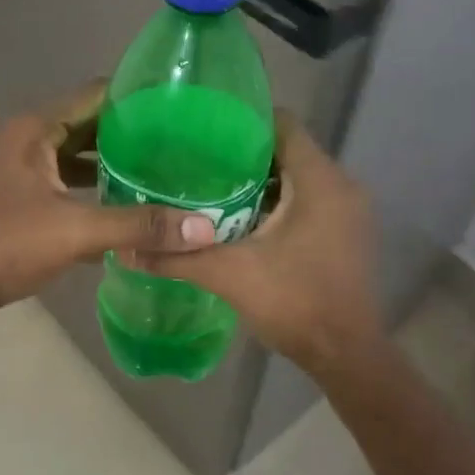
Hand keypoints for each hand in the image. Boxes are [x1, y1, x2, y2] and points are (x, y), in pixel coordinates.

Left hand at [0, 81, 215, 323]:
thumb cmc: (10, 245)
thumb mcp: (79, 231)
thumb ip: (140, 226)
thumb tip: (204, 228)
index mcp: (33, 130)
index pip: (92, 95)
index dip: (133, 99)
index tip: (175, 109)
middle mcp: (22, 140)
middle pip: (84, 125)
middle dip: (126, 134)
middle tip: (175, 145)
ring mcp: (15, 170)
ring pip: (71, 156)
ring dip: (107, 164)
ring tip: (156, 172)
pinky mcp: (15, 197)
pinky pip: (60, 181)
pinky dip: (88, 188)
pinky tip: (121, 205)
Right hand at [130, 113, 383, 374]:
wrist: (345, 355)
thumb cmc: (294, 302)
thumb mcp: (228, 275)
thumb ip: (177, 258)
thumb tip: (125, 250)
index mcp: (319, 181)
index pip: (284, 124)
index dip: (244, 119)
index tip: (205, 128)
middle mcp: (342, 186)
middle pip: (289, 150)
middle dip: (245, 153)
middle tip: (198, 160)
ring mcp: (349, 211)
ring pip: (299, 178)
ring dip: (261, 180)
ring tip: (212, 186)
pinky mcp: (347, 232)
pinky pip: (309, 200)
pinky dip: (278, 202)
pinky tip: (241, 218)